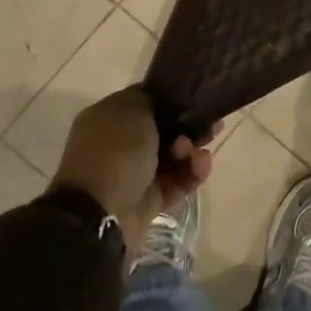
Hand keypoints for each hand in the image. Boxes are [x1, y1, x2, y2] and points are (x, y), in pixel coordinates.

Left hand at [49, 88, 217, 260]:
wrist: (99, 212)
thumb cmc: (114, 151)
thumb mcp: (131, 109)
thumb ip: (152, 98)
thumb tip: (166, 103)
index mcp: (108, 118)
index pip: (146, 101)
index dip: (172, 99)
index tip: (198, 99)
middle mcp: (120, 144)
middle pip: (164, 129)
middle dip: (189, 127)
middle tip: (211, 127)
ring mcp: (134, 173)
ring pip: (173, 156)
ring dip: (191, 151)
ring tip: (198, 152)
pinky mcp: (150, 200)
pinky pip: (177, 182)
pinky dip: (191, 174)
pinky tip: (201, 166)